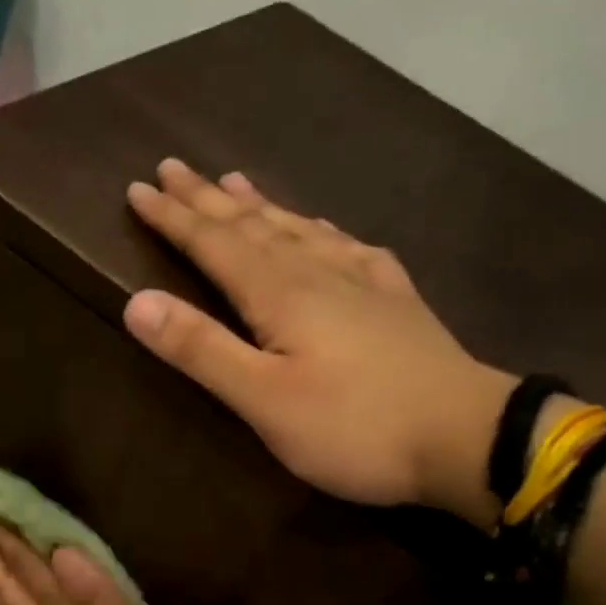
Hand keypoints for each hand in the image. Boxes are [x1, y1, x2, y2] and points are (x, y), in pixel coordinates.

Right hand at [122, 159, 516, 528]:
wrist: (467, 437)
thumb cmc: (355, 427)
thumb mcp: (265, 400)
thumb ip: (202, 350)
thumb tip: (138, 302)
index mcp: (280, 293)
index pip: (214, 243)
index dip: (173, 217)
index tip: (138, 189)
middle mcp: (318, 272)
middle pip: (252, 226)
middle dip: (206, 200)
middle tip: (172, 167)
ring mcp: (363, 281)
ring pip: (298, 229)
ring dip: (260, 205)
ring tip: (233, 181)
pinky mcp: (396, 300)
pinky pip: (348, 246)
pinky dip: (322, 230)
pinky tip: (322, 228)